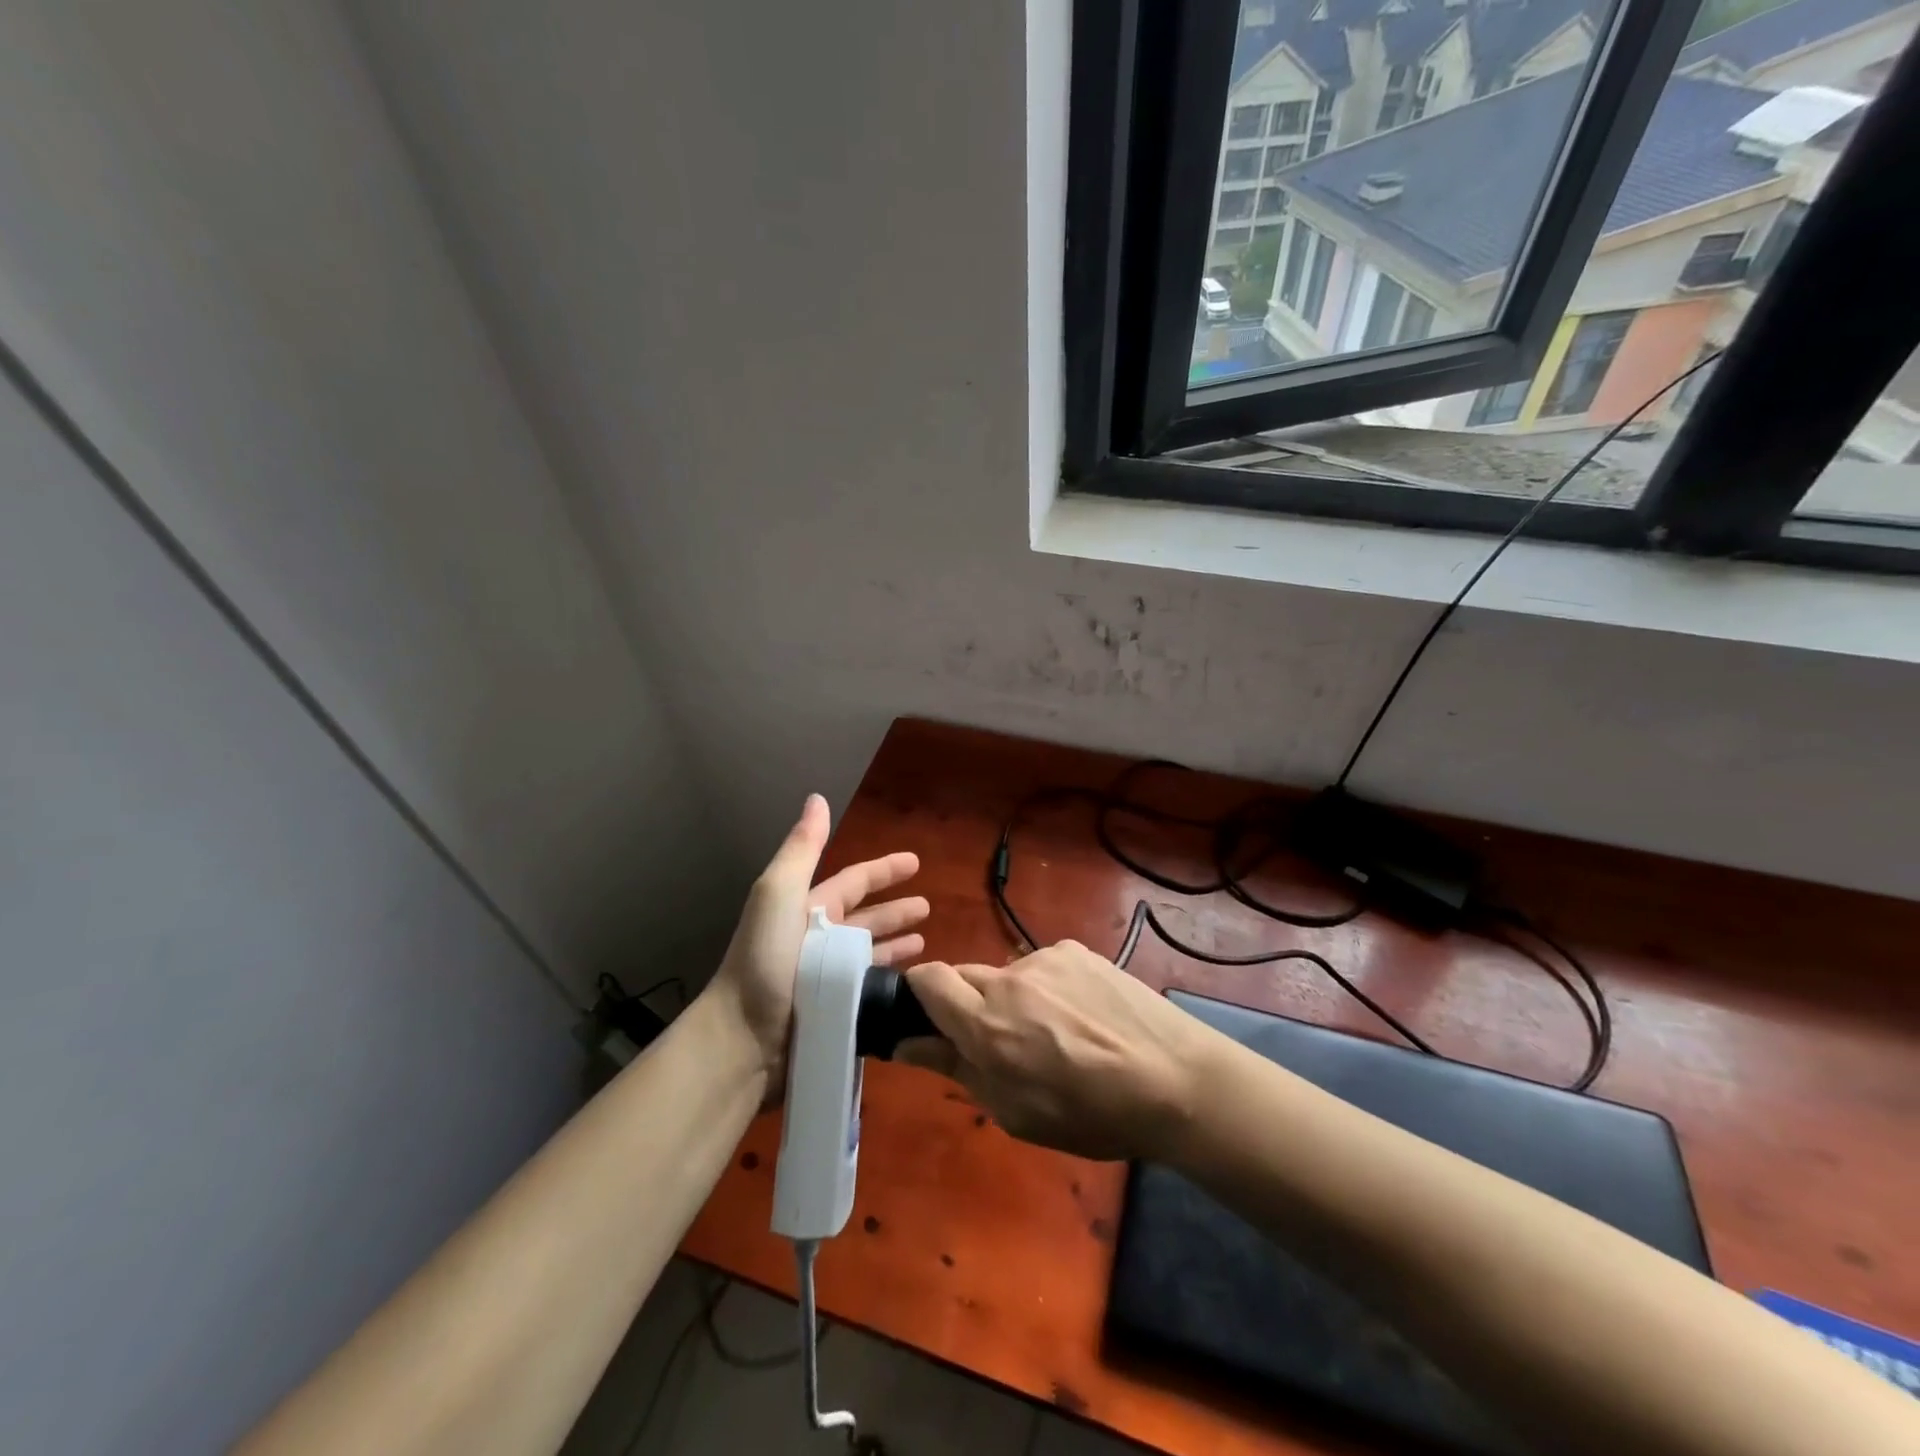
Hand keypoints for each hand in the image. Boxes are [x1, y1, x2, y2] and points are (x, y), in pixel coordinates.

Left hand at [706, 794, 928, 1078]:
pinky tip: (912, 981)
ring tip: (926, 942)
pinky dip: (891, 979)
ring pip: (871, 953)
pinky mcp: (836, 1010)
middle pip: (866, 918)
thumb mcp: (780, 893)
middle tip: (929, 907)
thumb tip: (818, 798)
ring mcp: (828, 977)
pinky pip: (871, 987)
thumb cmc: (765, 960)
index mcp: (808, 909)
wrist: (744, 1037)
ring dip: (897, 944)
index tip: (916, 862)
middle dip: (896, 910)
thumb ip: (803, 848)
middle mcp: (819, 939)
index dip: (884, 870)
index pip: (854, 881)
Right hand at [901, 941, 1215, 1161]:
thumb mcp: (1015, 1112)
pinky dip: (1049, 989)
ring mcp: (1046, 959)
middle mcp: (1009, 980)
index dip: (919, 994)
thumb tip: (907, 1044)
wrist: (1175, 1079)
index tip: (931, 1021)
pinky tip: (1084, 1017)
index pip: (926, 979)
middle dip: (968, 1005)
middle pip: (964, 976)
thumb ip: (956, 1070)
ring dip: (1014, 1000)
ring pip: (1008, 975)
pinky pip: (1044, 967)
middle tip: (1001, 1043)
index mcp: (986, 1024)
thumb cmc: (1091, 1114)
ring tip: (1057, 1036)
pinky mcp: (1077, 950)